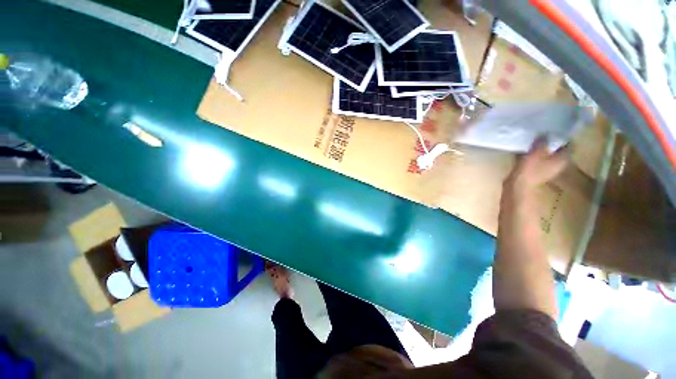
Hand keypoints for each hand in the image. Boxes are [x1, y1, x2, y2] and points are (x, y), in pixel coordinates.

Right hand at [504, 137, 568, 196]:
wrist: (518, 185)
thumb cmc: (530, 168)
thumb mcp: (537, 151)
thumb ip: (543, 141)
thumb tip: (546, 134)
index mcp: (563, 159)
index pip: (570, 145)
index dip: (564, 137)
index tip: (556, 130)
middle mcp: (559, 164)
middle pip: (558, 150)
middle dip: (552, 143)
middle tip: (544, 134)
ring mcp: (547, 170)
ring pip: (548, 156)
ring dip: (542, 149)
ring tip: (533, 142)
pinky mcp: (537, 173)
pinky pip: (539, 161)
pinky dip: (535, 156)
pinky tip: (526, 152)